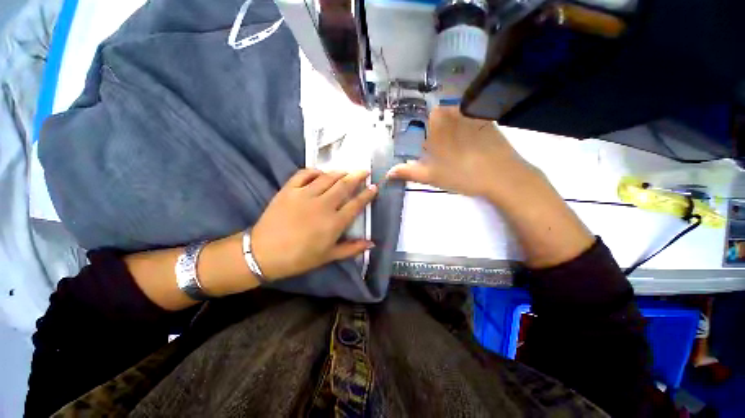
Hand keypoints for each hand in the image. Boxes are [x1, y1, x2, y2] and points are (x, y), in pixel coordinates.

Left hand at [250, 169, 376, 280]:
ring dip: (340, 172)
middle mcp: (323, 205)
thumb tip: (372, 243)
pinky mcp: (289, 190)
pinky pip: (304, 174)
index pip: (356, 204)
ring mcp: (305, 195)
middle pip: (344, 186)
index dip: (367, 194)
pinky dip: (315, 171)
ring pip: (327, 177)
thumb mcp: (328, 256)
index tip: (374, 187)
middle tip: (364, 170)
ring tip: (347, 171)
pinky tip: (320, 172)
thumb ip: (352, 249)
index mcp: (334, 222)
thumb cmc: (299, 258)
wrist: (264, 253)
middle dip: (357, 176)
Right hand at [387, 107, 542, 203]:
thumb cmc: (461, 174)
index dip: (422, 136)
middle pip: (436, 119)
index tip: (427, 151)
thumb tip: (388, 172)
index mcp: (436, 122)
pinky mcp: (487, 118)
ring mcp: (472, 113)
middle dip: (435, 134)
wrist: (502, 175)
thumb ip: (408, 172)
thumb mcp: (431, 175)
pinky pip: (469, 120)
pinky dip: (466, 130)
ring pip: (452, 119)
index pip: (420, 121)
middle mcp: (453, 110)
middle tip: (441, 154)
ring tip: (456, 152)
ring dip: (450, 132)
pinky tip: (471, 146)